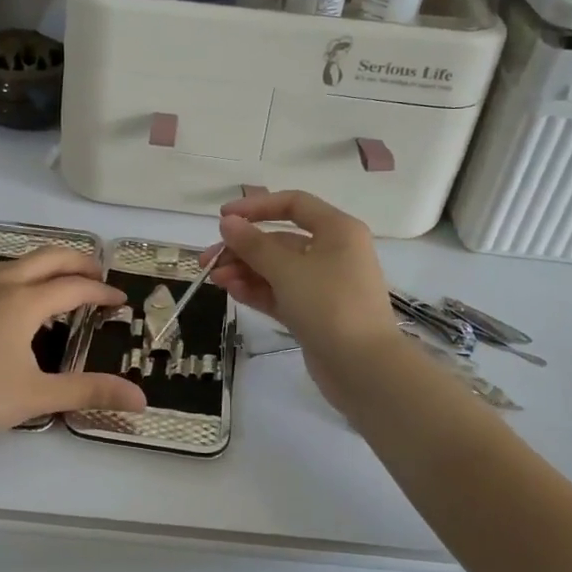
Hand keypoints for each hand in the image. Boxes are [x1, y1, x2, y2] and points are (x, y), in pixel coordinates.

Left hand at [0, 248, 144, 451]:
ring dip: (43, 266)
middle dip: (78, 262)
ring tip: (56, 287)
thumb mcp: (35, 397)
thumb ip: (89, 392)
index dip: (102, 292)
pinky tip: (4, 302)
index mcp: (22, 302)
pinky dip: (11, 277)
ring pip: (14, 262)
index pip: (74, 287)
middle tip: (97, 276)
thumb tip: (141, 400)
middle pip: (47, 257)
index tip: (119, 301)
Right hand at [206, 190, 399, 404]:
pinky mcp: (315, 312)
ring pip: (278, 269)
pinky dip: (258, 290)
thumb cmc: (329, 305)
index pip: (293, 204)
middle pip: (280, 240)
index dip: (256, 207)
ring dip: (245, 271)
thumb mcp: (287, 270)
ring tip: (216, 281)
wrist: (363, 367)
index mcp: (337, 230)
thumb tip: (227, 223)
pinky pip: (281, 293)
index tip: (223, 218)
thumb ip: (253, 244)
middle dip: (242, 248)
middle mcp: (333, 251)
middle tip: (208, 261)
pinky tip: (232, 292)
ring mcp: (324, 284)